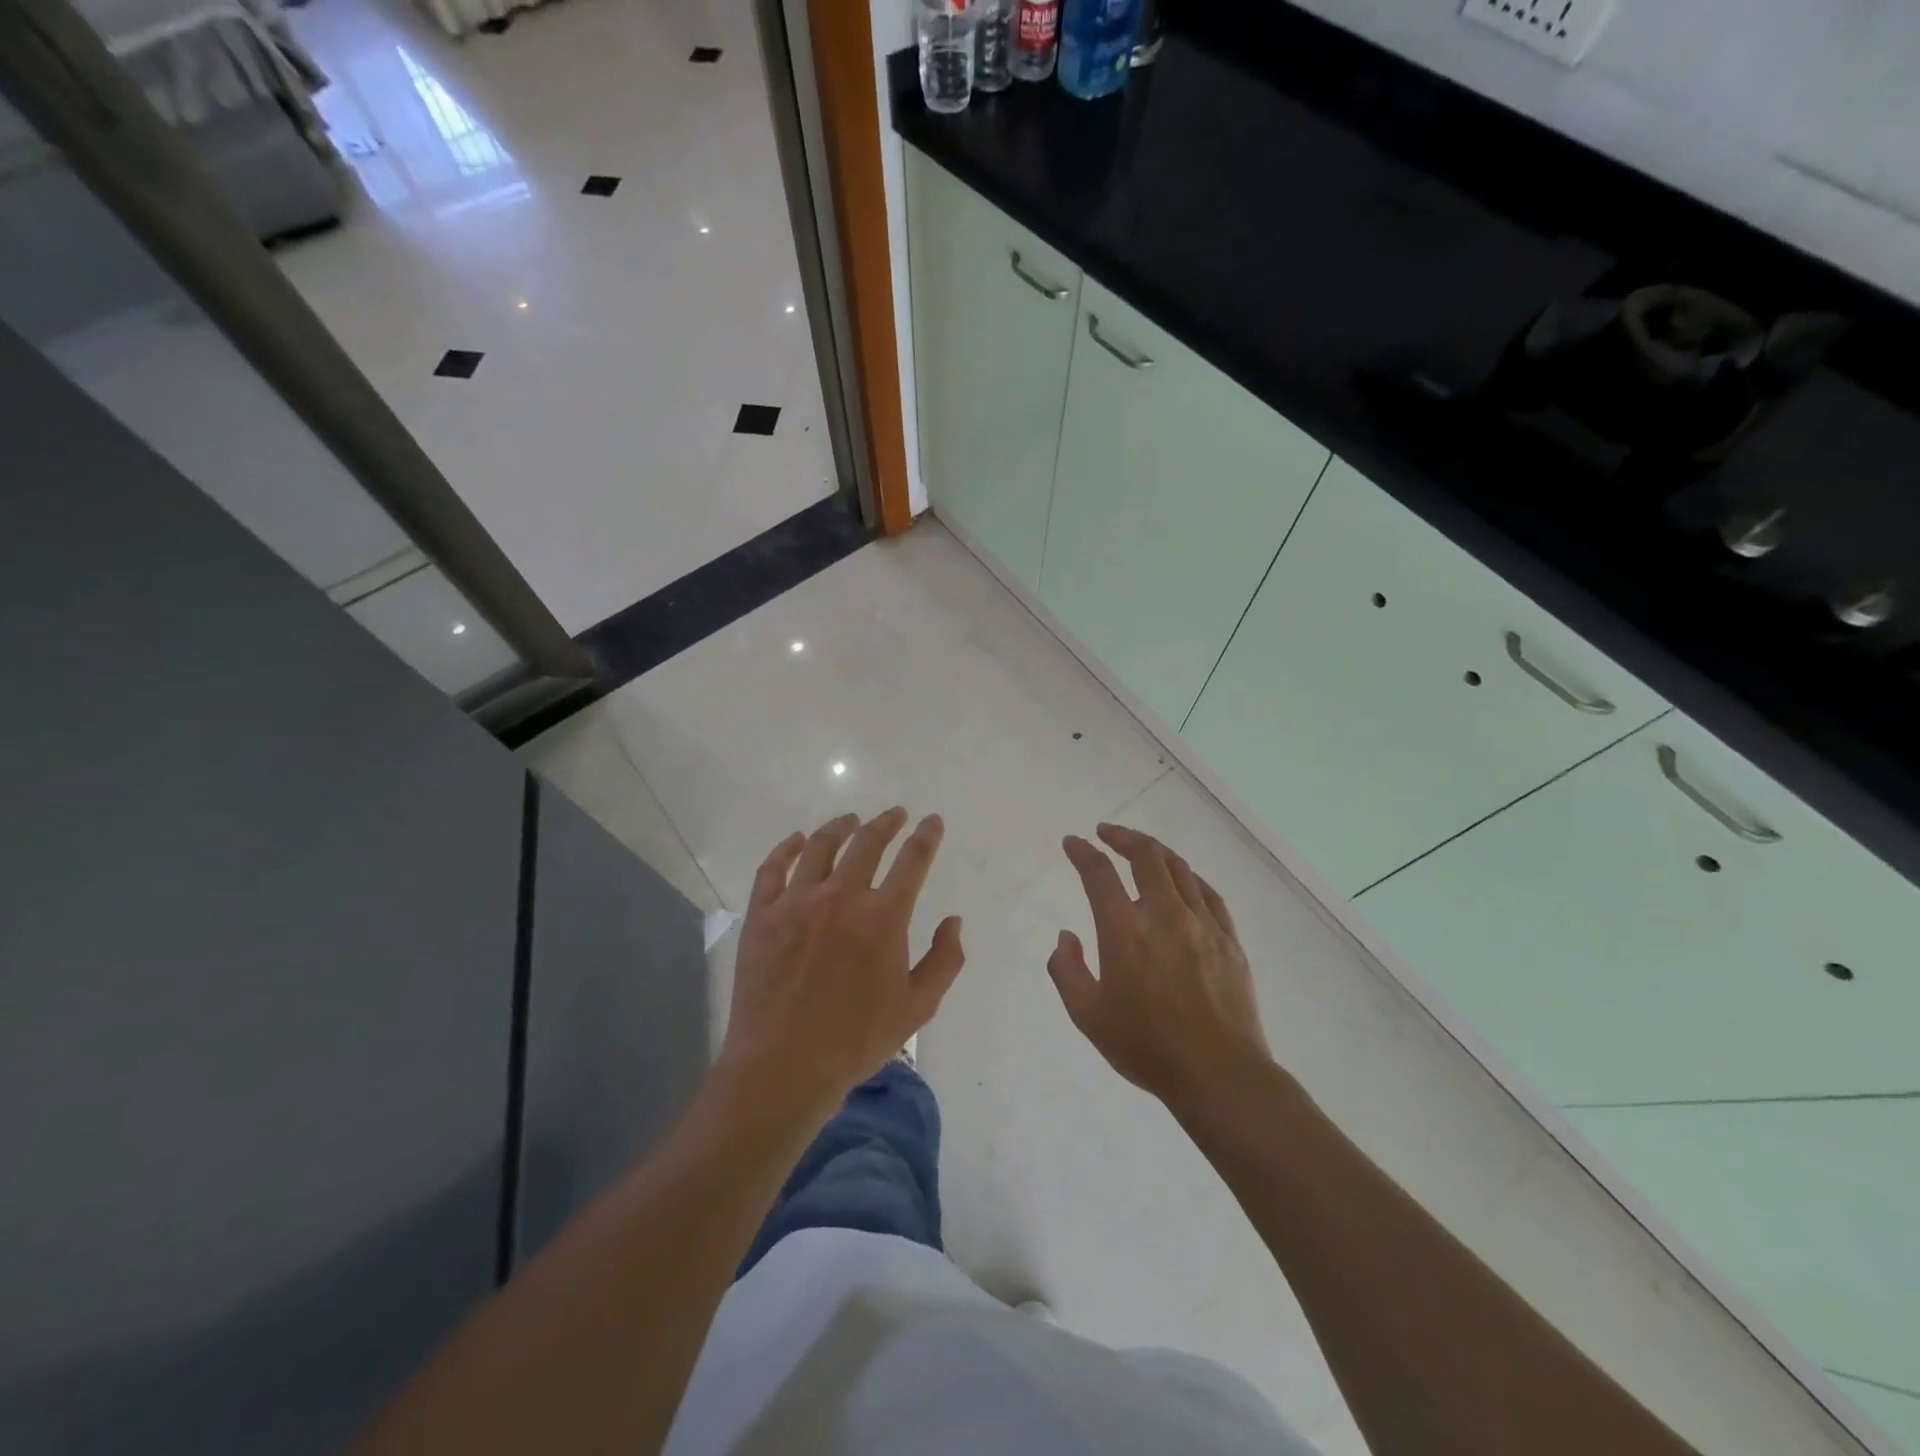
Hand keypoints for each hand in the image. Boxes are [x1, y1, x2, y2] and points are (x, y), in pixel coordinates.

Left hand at [718, 808, 964, 1114]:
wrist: (783, 1066)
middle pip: (867, 843)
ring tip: (851, 820)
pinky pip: (773, 868)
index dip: (926, 836)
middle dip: (886, 823)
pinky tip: (797, 841)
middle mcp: (841, 897)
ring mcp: (797, 902)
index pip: (912, 860)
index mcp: (883, 917)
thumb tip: (953, 921)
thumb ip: (945, 960)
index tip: (932, 821)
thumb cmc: (856, 1040)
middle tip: (895, 814)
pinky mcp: (762, 914)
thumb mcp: (918, 1007)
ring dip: (840, 827)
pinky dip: (787, 848)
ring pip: (821, 846)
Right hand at [1047, 823, 1272, 1110]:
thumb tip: (1067, 936)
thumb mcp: (1088, 1015)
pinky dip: (1188, 877)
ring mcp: (1202, 923)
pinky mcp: (1229, 938)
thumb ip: (1067, 970)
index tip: (1072, 842)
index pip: (1099, 873)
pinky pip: (1208, 893)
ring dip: (1154, 851)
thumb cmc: (1146, 1047)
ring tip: (1141, 848)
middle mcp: (1164, 914)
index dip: (1082, 852)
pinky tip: (1182, 879)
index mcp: (1125, 930)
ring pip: (1178, 868)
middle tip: (1106, 832)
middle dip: (1122, 836)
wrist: (1218, 1074)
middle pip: (1145, 855)